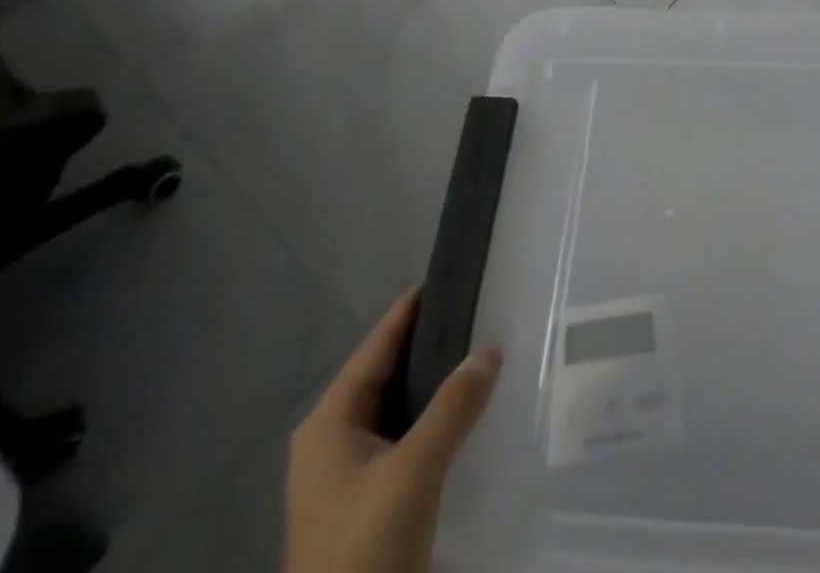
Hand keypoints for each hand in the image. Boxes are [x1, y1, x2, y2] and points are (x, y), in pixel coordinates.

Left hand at [286, 288, 502, 572]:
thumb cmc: (363, 549)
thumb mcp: (413, 473)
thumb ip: (453, 406)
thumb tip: (492, 347)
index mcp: (328, 423)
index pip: (377, 345)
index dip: (413, 309)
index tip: (453, 274)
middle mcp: (332, 441)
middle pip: (387, 374)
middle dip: (433, 344)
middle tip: (482, 311)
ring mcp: (347, 476)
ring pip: (399, 409)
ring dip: (436, 384)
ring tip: (483, 352)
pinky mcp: (366, 503)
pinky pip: (405, 440)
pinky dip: (434, 419)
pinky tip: (467, 414)